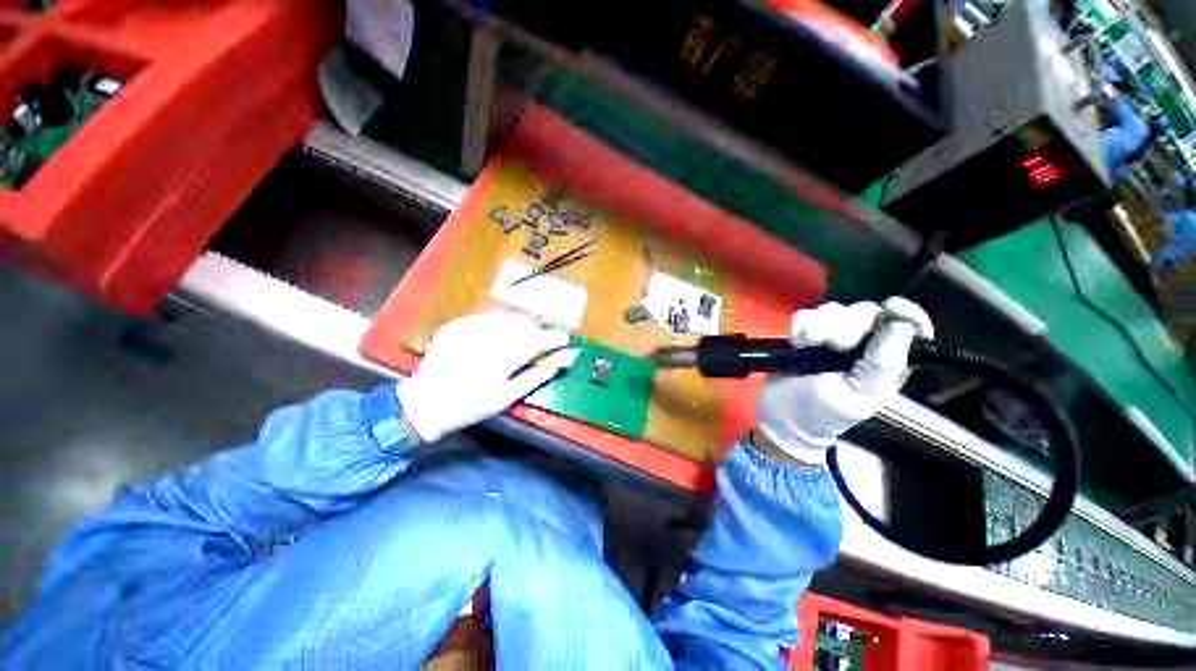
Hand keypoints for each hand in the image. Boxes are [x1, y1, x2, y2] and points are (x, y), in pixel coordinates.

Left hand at [397, 311, 576, 442]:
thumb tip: (558, 364)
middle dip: (534, 331)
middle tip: (537, 342)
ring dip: (516, 326)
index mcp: (501, 359)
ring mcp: (467, 329)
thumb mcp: (505, 398)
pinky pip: (483, 318)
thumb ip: (534, 378)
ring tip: (516, 338)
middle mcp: (486, 339)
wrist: (425, 404)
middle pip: (521, 324)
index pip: (536, 342)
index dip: (553, 339)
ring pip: (503, 318)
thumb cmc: (470, 406)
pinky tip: (492, 337)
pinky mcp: (454, 326)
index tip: (565, 339)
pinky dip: (495, 325)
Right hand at [755, 298, 933, 465]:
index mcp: (885, 360)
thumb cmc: (823, 413)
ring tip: (809, 344)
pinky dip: (801, 324)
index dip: (905, 312)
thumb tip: (902, 326)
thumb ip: (882, 365)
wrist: (781, 416)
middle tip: (834, 345)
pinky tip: (797, 341)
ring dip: (820, 324)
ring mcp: (830, 336)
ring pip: (834, 310)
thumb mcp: (859, 396)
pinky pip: (806, 314)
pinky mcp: (804, 334)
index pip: (907, 326)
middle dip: (849, 324)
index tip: (890, 307)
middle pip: (866, 312)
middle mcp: (862, 343)